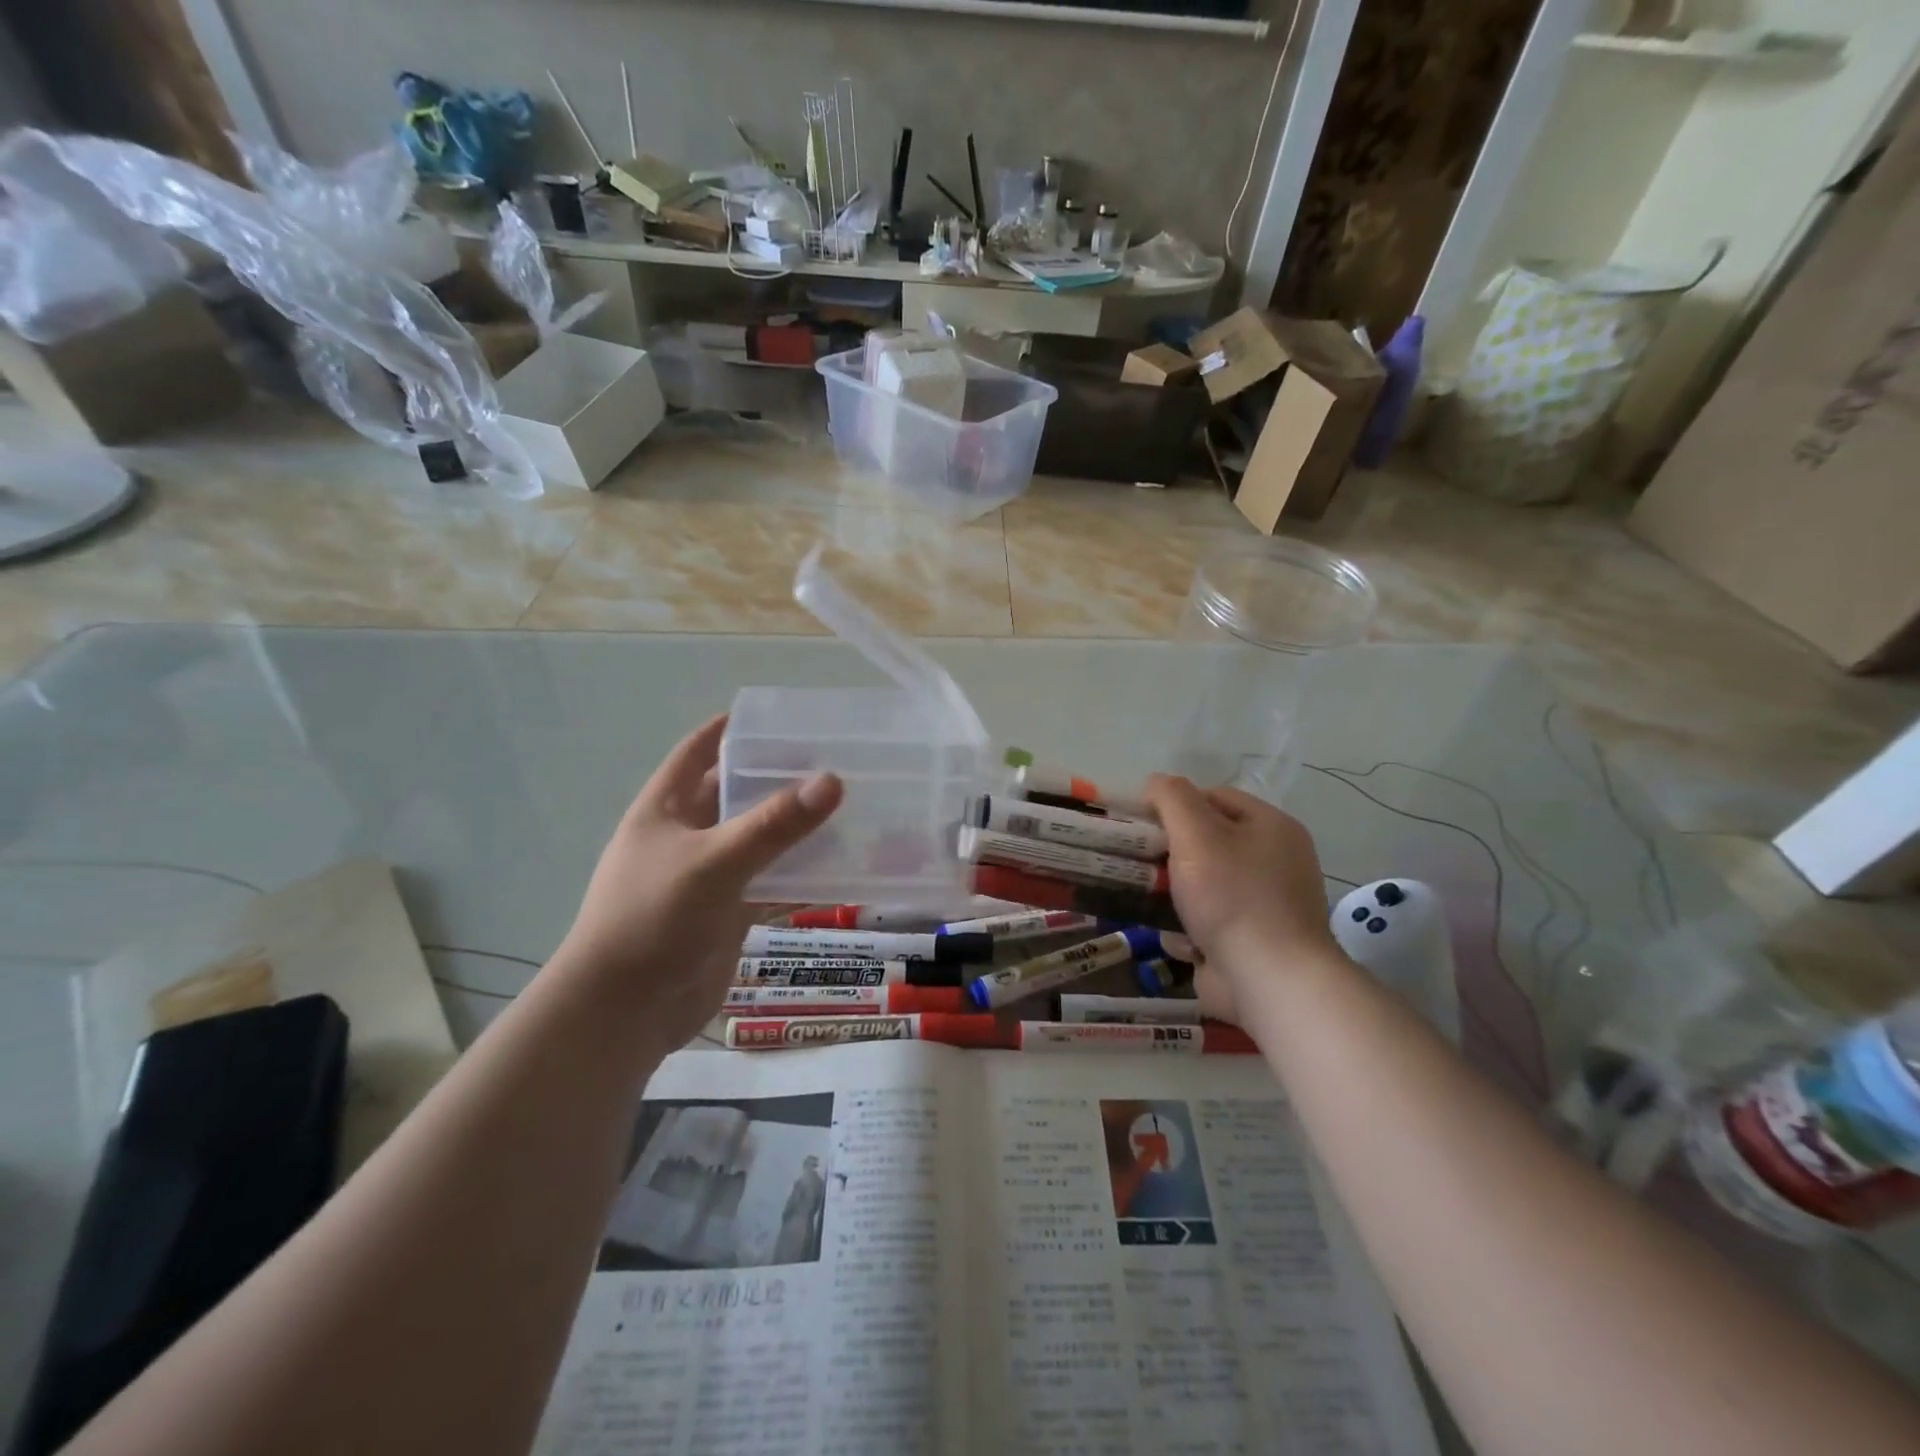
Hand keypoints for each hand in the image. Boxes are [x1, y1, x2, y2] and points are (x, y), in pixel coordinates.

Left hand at [553, 715, 841, 1051]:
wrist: (624, 1013)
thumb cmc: (653, 919)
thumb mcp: (713, 861)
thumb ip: (773, 823)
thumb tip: (833, 780)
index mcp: (665, 808)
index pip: (697, 752)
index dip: (730, 729)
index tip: (778, 716)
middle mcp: (686, 835)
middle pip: (735, 794)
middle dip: (777, 778)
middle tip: (832, 760)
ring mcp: (708, 876)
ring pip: (759, 840)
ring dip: (795, 827)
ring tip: (847, 806)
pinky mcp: (728, 913)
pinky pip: (770, 882)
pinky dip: (800, 875)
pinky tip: (841, 866)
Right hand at [1145, 775, 1339, 1014]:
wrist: (1270, 980)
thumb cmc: (1232, 896)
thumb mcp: (1196, 832)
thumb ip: (1172, 798)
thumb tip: (1155, 783)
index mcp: (1272, 827)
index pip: (1214, 797)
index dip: (1175, 804)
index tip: (1141, 822)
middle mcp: (1275, 861)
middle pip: (1208, 842)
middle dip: (1170, 853)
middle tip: (1138, 861)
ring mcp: (1266, 906)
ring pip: (1203, 885)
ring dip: (1174, 894)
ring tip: (1148, 900)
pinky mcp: (1252, 943)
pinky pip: (1210, 923)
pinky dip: (1189, 929)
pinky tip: (1176, 938)